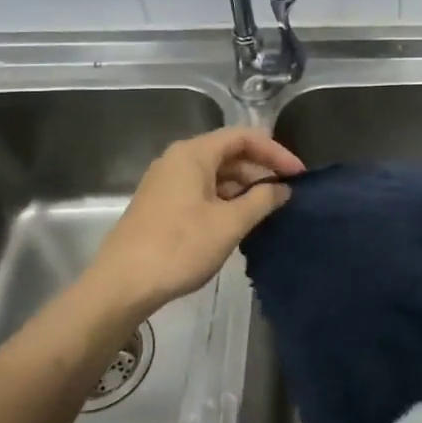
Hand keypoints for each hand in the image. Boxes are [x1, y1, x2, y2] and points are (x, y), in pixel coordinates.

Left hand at [89, 129, 304, 316]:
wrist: (122, 284)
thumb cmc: (179, 247)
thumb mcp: (229, 223)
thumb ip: (262, 200)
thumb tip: (283, 189)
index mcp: (193, 154)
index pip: (243, 137)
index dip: (275, 151)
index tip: (298, 174)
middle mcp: (178, 160)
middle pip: (228, 153)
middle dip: (260, 170)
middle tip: (287, 193)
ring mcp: (167, 183)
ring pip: (215, 174)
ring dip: (244, 187)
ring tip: (268, 210)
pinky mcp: (162, 205)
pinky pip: (202, 191)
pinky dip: (226, 200)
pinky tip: (240, 222)